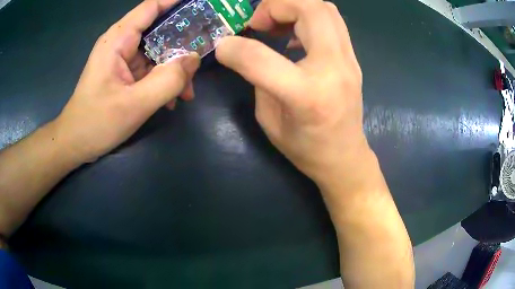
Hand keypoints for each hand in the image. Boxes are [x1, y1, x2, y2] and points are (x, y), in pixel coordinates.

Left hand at [55, 0, 199, 162]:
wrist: (75, 143)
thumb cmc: (96, 123)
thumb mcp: (135, 105)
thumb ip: (168, 80)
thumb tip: (194, 59)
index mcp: (118, 40)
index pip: (152, 7)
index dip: (176, 2)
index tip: (202, 6)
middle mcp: (121, 44)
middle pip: (158, 29)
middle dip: (182, 41)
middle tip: (203, 53)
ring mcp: (122, 59)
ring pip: (156, 51)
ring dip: (174, 67)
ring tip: (187, 90)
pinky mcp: (124, 74)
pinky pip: (150, 68)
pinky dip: (163, 80)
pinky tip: (172, 99)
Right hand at [216, 0, 366, 185]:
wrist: (345, 157)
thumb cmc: (306, 148)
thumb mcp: (269, 120)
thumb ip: (257, 78)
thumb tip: (245, 49)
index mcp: (306, 95)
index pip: (262, 57)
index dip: (234, 47)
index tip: (224, 46)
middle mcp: (334, 69)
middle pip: (310, 8)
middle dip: (276, 5)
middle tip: (258, 22)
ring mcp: (349, 60)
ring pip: (325, 8)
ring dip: (294, 7)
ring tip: (274, 24)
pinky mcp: (353, 58)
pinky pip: (332, 21)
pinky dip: (308, 16)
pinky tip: (294, 34)